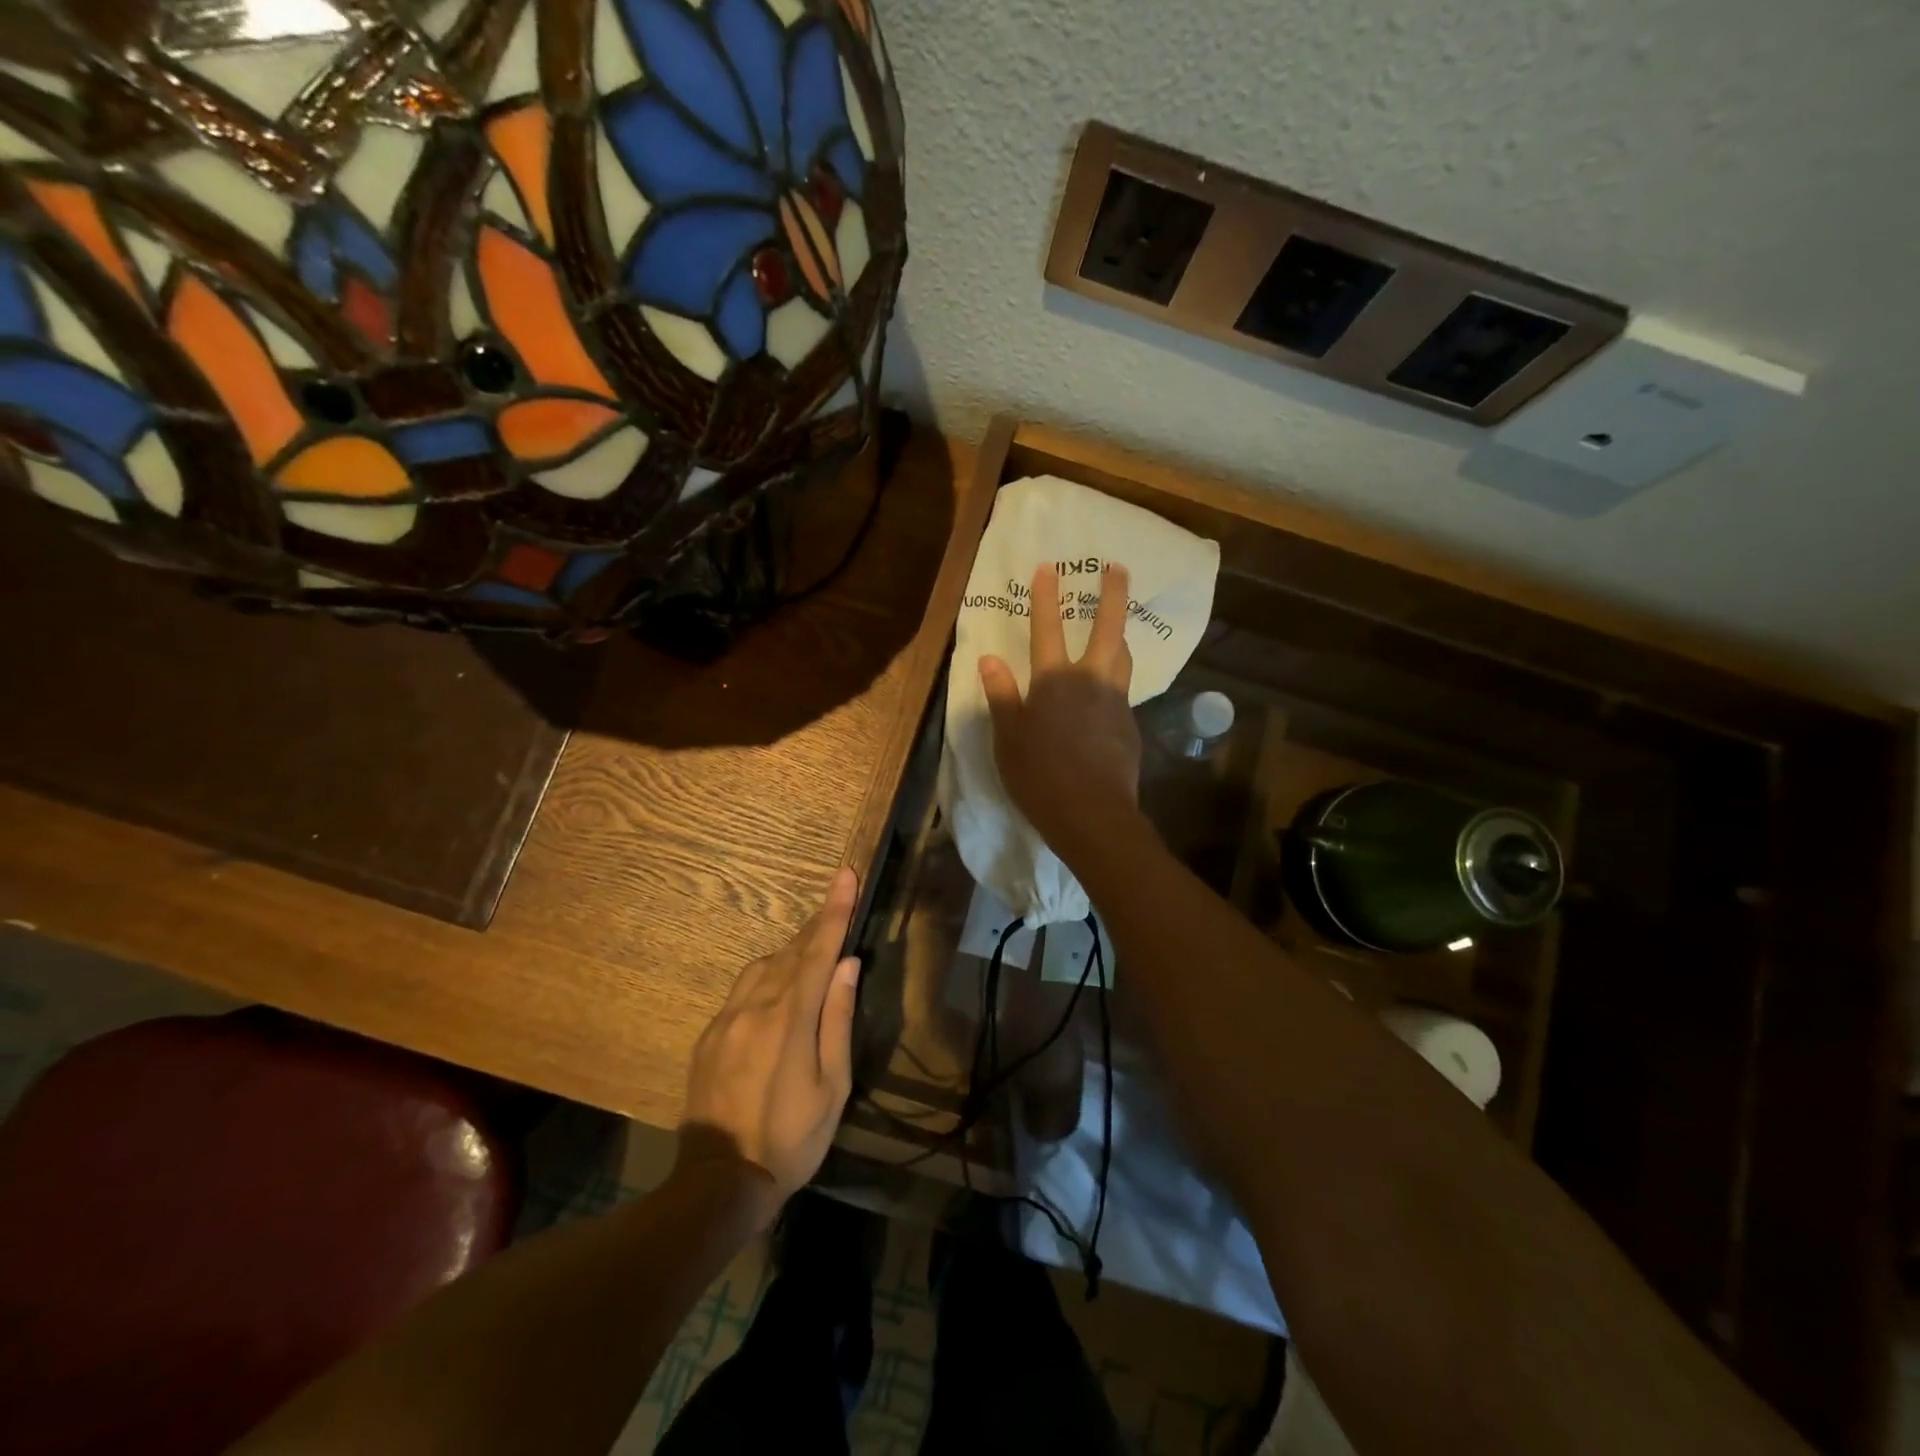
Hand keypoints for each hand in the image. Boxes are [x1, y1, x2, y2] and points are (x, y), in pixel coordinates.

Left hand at [677, 867, 861, 1226]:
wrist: (719, 1181)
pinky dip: (767, 976)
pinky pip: (743, 989)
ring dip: (792, 951)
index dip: (835, 911)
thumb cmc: (791, 1138)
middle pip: (791, 951)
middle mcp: (755, 1006)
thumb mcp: (832, 1086)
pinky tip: (778, 990)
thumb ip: (838, 1019)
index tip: (845, 875)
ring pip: (764, 966)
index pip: (819, 951)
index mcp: (790, 1018)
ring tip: (814, 949)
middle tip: (837, 902)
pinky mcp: (710, 1034)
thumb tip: (848, 965)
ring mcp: (727, 1018)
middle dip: (817, 925)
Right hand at [980, 562, 1142, 859]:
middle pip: (1108, 629)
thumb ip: (1001, 695)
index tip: (1049, 567)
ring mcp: (1115, 702)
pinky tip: (1107, 692)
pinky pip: (1123, 691)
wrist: (1092, 814)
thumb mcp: (1008, 738)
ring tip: (1119, 626)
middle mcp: (1090, 681)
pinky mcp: (1130, 725)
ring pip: (1123, 658)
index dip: (1046, 597)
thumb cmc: (1039, 776)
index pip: (1047, 629)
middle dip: (1112, 595)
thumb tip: (989, 659)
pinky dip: (1116, 679)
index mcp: (1054, 681)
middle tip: (1119, 568)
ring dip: (1120, 635)